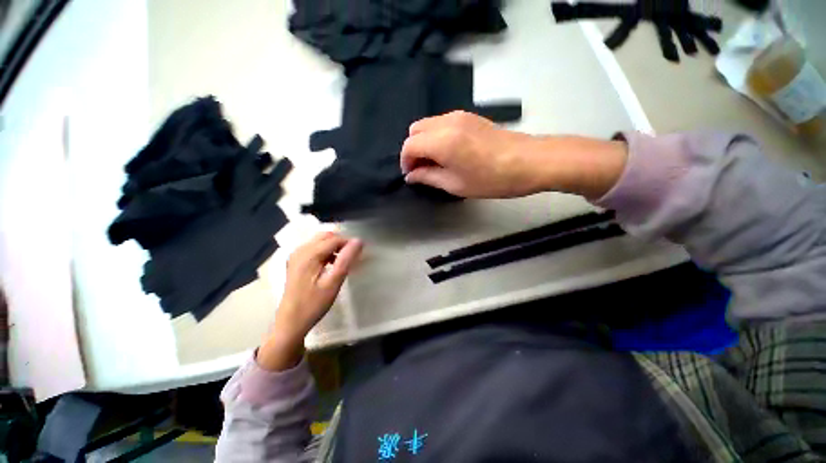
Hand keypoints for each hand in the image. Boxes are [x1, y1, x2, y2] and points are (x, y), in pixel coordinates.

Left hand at [258, 232, 362, 370]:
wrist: (291, 322)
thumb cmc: (314, 304)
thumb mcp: (334, 282)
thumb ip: (346, 259)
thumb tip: (358, 241)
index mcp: (309, 254)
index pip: (334, 239)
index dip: (349, 243)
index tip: (359, 254)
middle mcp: (300, 250)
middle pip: (326, 236)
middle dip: (341, 243)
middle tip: (351, 257)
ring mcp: (296, 255)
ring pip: (320, 241)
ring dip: (333, 247)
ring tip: (343, 261)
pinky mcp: (295, 262)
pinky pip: (313, 248)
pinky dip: (325, 251)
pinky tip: (330, 264)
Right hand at [401, 111, 627, 199]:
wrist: (529, 161)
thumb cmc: (491, 179)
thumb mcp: (455, 185)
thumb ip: (428, 177)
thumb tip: (411, 175)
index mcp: (441, 141)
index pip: (409, 145)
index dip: (405, 161)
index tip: (412, 175)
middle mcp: (446, 122)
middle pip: (415, 130)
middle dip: (413, 150)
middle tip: (422, 169)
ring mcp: (459, 116)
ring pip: (427, 124)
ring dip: (424, 142)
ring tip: (435, 162)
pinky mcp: (469, 116)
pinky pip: (441, 123)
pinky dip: (436, 136)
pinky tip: (448, 152)